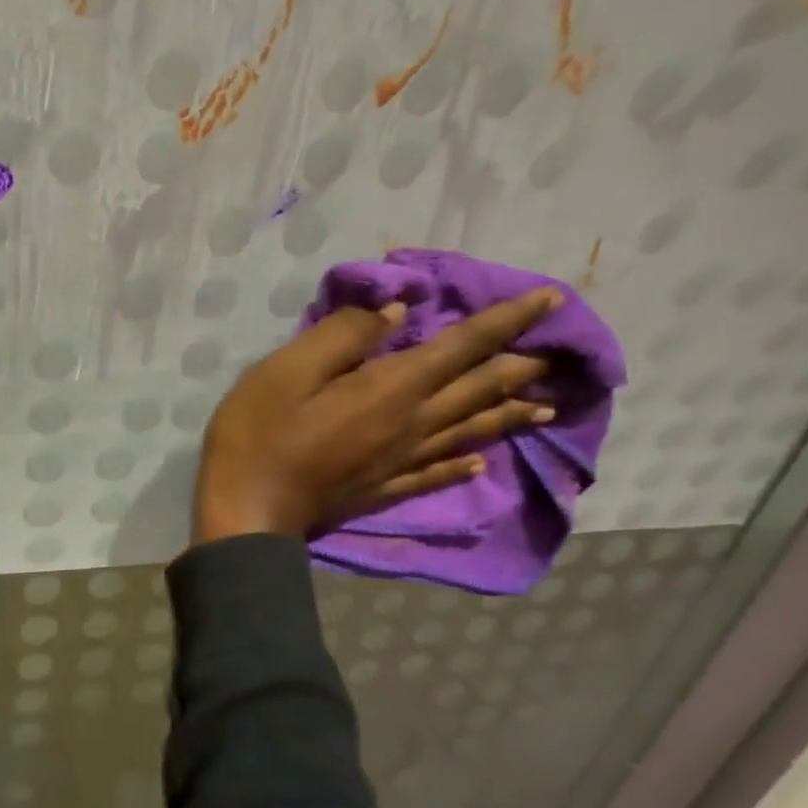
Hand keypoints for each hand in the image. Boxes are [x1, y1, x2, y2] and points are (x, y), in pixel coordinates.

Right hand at [193, 288, 561, 544]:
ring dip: (507, 416)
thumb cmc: (259, 432)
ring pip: (467, 433)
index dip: (506, 322)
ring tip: (544, 408)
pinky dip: (461, 466)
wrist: (247, 508)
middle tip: (560, 353)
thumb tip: (396, 311)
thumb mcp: (287, 369)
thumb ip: (343, 336)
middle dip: (518, 367)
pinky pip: (434, 475)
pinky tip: (477, 465)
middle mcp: (410, 424)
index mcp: (390, 388)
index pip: (461, 347)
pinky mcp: (381, 489)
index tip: (552, 299)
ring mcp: (398, 463)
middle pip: (476, 392)